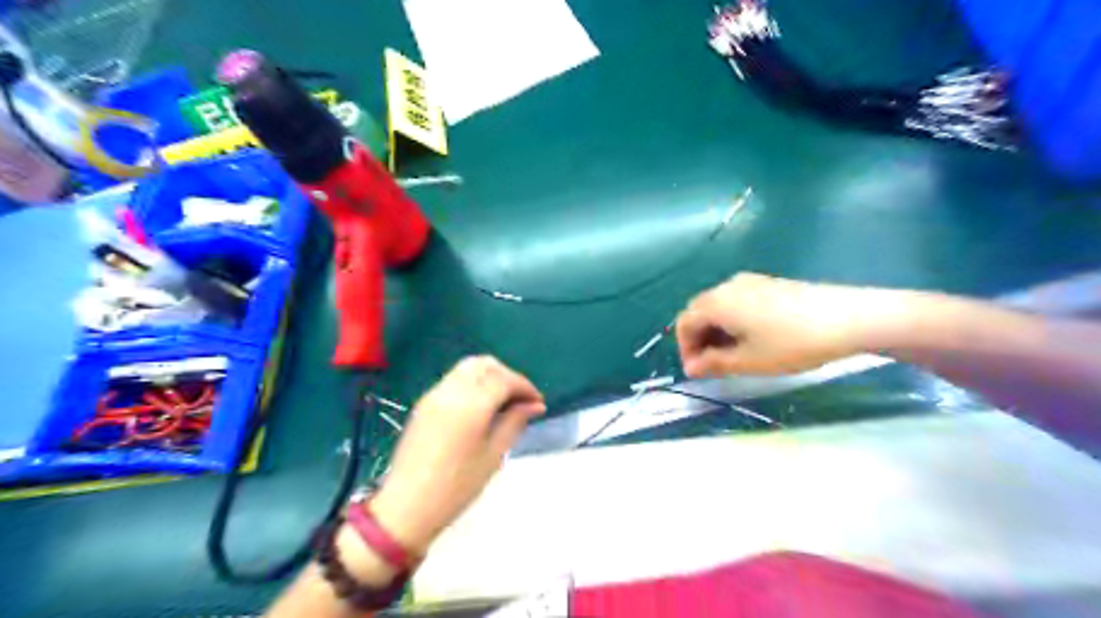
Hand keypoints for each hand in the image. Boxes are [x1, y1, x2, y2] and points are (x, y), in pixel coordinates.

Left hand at [369, 356, 545, 554]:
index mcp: (471, 405)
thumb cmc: (456, 487)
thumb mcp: (493, 456)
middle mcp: (451, 391)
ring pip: (468, 368)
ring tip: (503, 402)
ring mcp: (434, 394)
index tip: (537, 403)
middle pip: (485, 365)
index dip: (525, 387)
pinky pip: (454, 379)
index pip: (505, 379)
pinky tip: (481, 407)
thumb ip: (514, 423)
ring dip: (490, 376)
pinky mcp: (424, 403)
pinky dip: (473, 383)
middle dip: (508, 376)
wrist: (406, 506)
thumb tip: (534, 405)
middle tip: (521, 400)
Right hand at [677, 274, 896, 376]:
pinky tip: (752, 338)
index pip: (685, 323)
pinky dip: (733, 320)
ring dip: (716, 330)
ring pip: (719, 306)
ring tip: (732, 356)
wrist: (848, 318)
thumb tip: (691, 368)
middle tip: (712, 366)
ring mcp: (749, 281)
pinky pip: (737, 301)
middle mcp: (727, 286)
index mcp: (716, 303)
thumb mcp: (749, 361)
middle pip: (699, 311)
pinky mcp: (768, 283)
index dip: (685, 348)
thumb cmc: (791, 344)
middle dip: (699, 339)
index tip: (697, 372)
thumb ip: (714, 364)